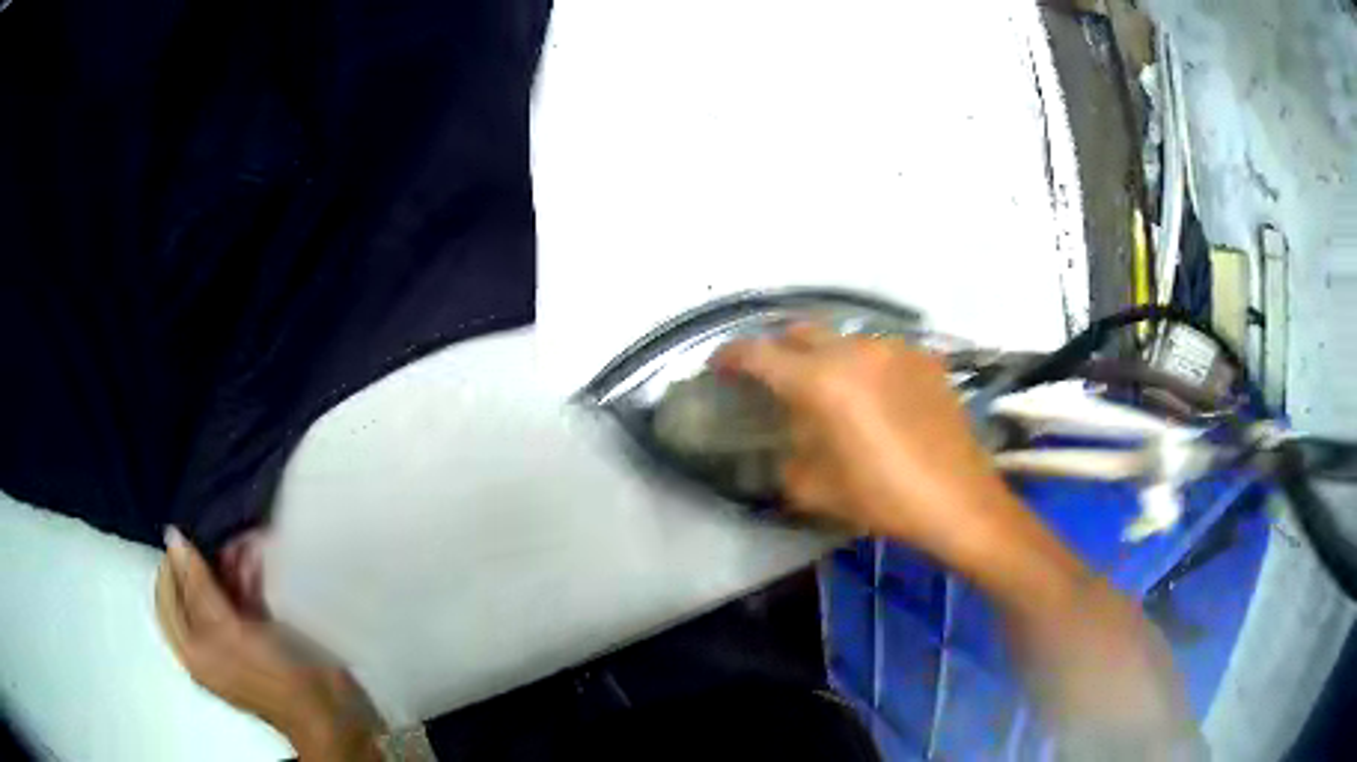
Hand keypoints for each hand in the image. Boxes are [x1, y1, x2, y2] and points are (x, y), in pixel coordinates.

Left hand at [155, 528, 379, 758]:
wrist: (325, 706)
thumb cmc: (269, 673)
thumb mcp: (227, 631)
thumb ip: (198, 584)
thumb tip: (172, 536)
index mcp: (191, 649)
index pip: (169, 594)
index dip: (176, 564)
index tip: (190, 533)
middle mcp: (207, 642)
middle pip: (195, 590)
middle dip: (207, 561)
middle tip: (221, 533)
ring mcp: (233, 637)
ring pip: (221, 590)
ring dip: (230, 564)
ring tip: (243, 539)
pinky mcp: (258, 632)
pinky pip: (244, 597)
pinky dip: (248, 576)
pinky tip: (256, 555)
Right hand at [716, 324, 1014, 555]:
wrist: (959, 500)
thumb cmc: (883, 498)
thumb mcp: (816, 490)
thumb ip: (786, 457)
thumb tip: (782, 442)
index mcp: (821, 382)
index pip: (759, 354)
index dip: (731, 357)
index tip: (719, 367)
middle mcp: (855, 351)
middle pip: (801, 331)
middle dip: (779, 350)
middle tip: (775, 378)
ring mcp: (895, 349)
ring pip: (844, 338)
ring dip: (826, 357)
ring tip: (832, 389)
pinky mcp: (925, 357)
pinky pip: (881, 351)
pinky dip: (865, 365)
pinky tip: (876, 396)